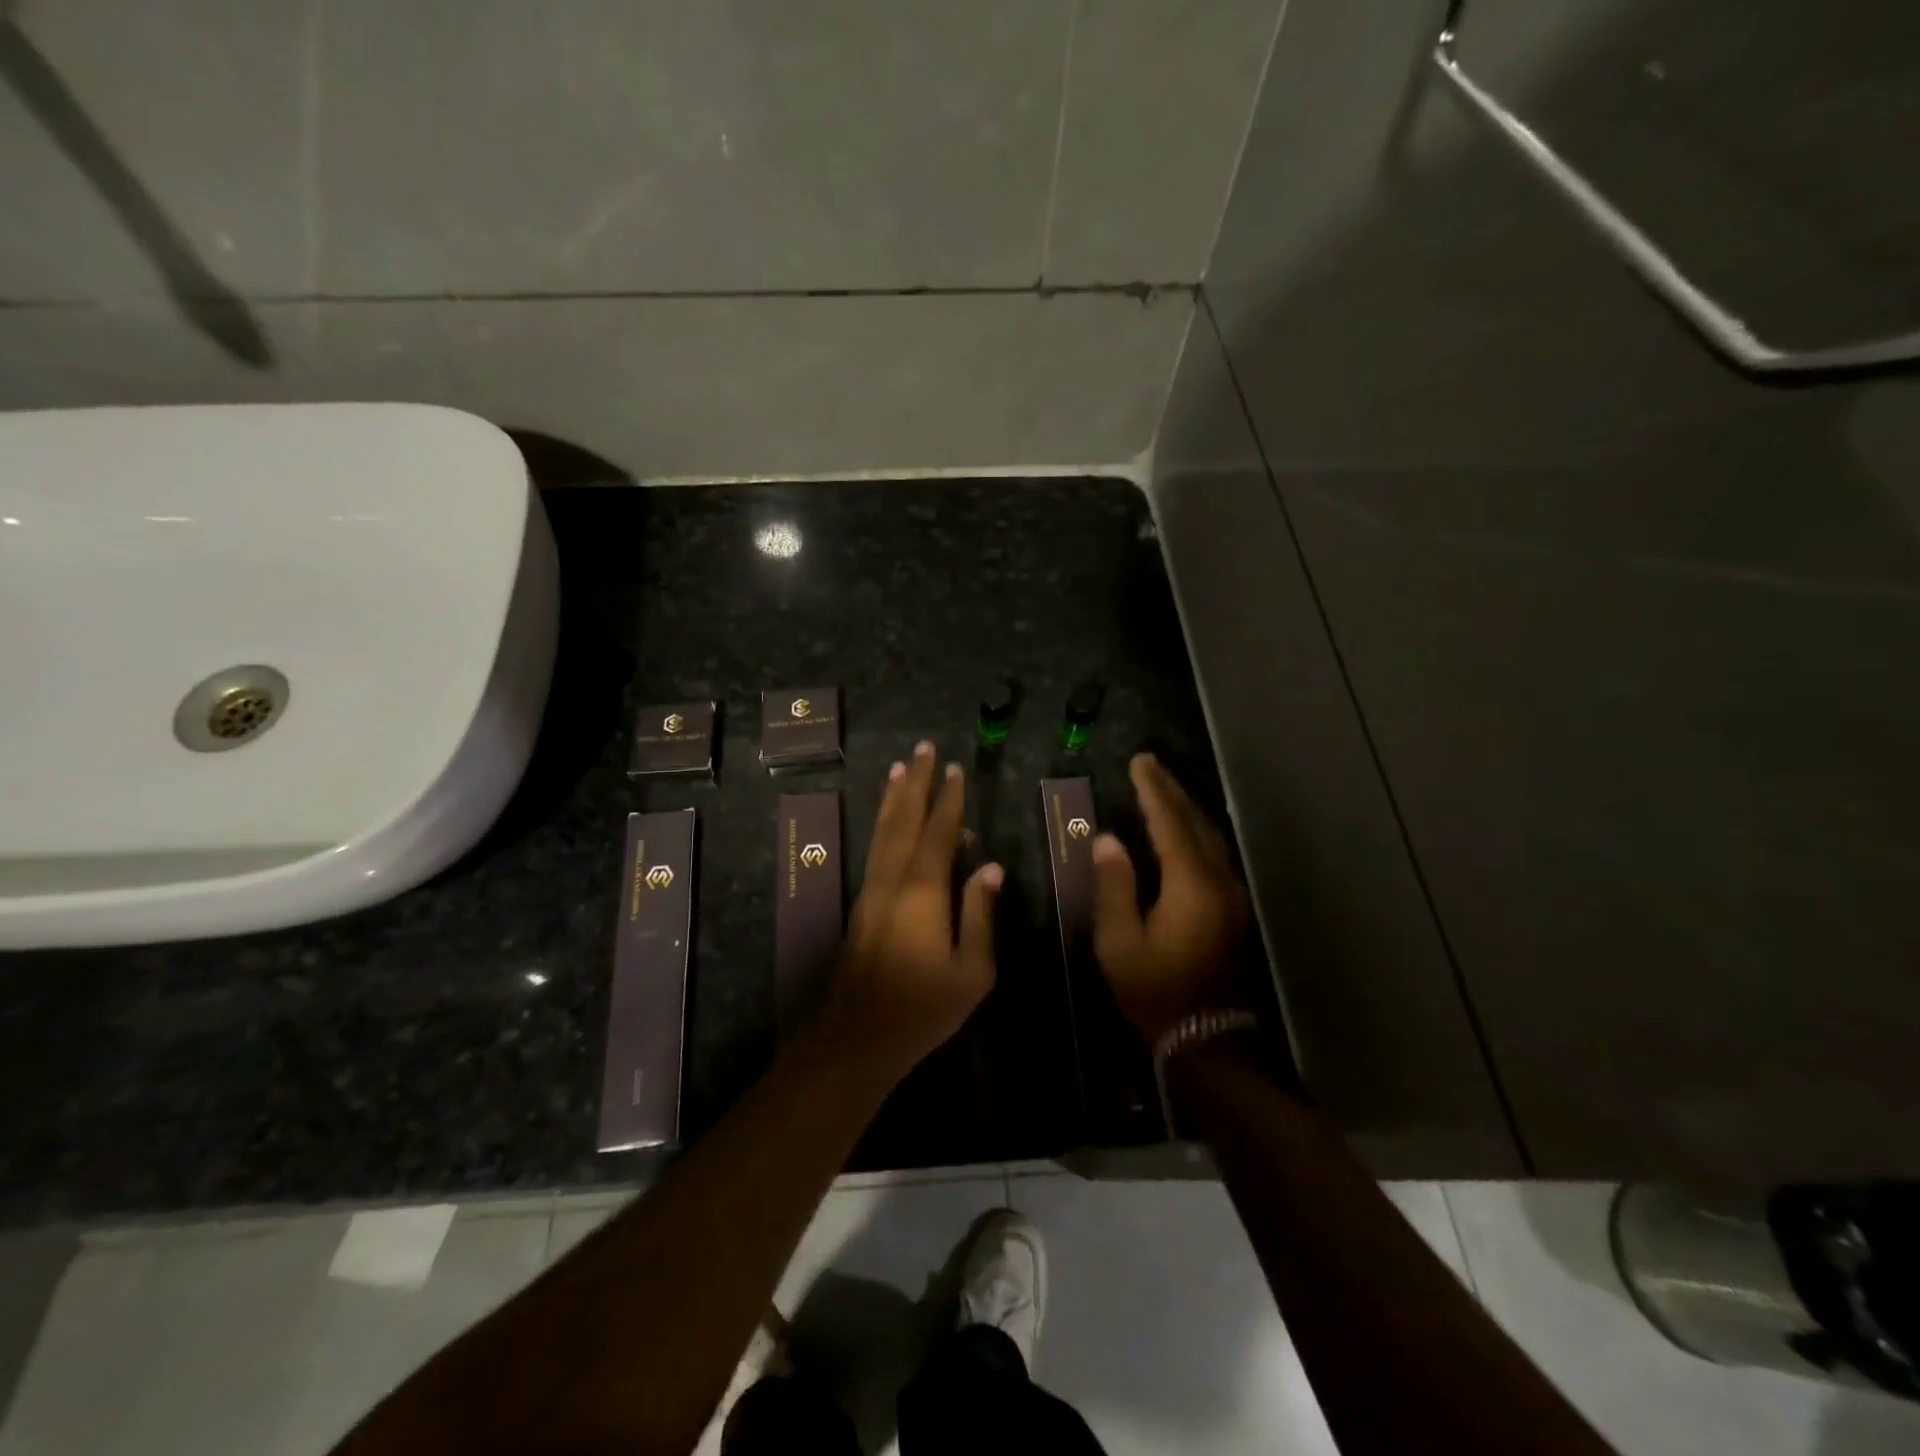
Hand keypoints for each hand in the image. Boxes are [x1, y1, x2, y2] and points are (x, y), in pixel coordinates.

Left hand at [826, 741, 1002, 1079]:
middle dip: (915, 782)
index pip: (938, 834)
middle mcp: (893, 880)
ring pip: (883, 831)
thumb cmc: (924, 1008)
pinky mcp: (863, 903)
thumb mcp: (972, 971)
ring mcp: (873, 890)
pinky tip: (890, 818)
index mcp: (923, 893)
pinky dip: (884, 823)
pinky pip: (876, 848)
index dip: (948, 800)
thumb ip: (981, 915)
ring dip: (894, 797)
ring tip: (900, 767)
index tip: (956, 769)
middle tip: (924, 748)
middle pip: (904, 820)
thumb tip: (990, 867)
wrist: (858, 1037)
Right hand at [1091, 753, 1250, 1045]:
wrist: (1206, 1037)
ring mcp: (1231, 894)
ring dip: (1185, 808)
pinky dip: (1194, 830)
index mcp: (1191, 885)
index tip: (1139, 762)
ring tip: (1161, 788)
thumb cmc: (1154, 991)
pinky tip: (1180, 828)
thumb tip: (1108, 839)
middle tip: (1149, 765)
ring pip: (1209, 836)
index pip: (1169, 823)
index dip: (1153, 790)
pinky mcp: (1232, 907)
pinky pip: (1213, 852)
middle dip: (1171, 791)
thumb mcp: (1120, 942)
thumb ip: (1114, 885)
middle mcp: (1218, 880)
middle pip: (1195, 822)